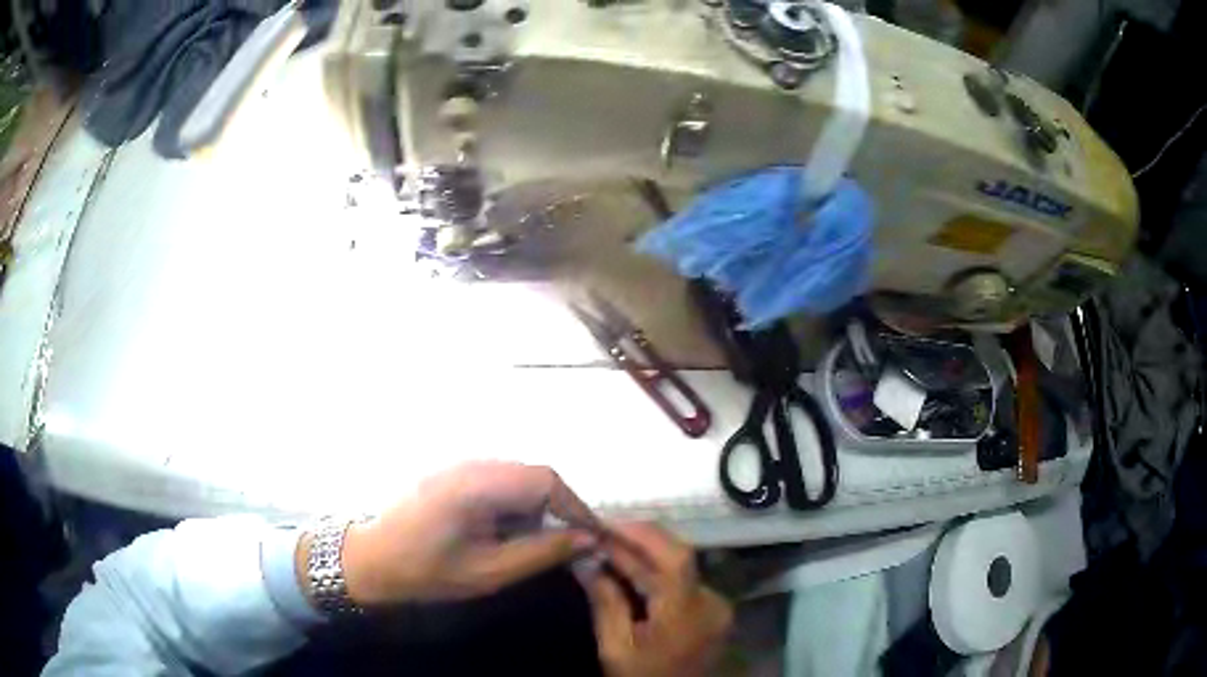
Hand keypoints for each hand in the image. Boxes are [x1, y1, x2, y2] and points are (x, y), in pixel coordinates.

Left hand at [302, 461, 599, 604]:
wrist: (369, 559)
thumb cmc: (425, 570)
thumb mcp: (488, 572)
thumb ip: (540, 553)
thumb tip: (586, 540)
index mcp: (477, 484)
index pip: (545, 479)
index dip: (576, 506)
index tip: (592, 538)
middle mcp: (471, 464)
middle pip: (534, 475)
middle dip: (557, 509)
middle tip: (568, 545)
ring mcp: (459, 466)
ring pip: (518, 478)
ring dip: (536, 509)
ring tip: (538, 544)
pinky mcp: (453, 475)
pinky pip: (498, 483)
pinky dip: (515, 507)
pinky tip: (507, 533)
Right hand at [582, 523, 732, 676]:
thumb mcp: (616, 648)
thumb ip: (605, 601)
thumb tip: (585, 561)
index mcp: (688, 612)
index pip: (672, 556)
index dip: (639, 533)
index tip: (603, 523)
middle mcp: (712, 601)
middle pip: (678, 556)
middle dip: (638, 540)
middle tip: (601, 531)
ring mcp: (717, 606)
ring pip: (682, 566)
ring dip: (646, 553)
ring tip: (609, 544)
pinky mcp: (713, 611)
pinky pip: (684, 581)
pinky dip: (657, 571)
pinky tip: (631, 568)